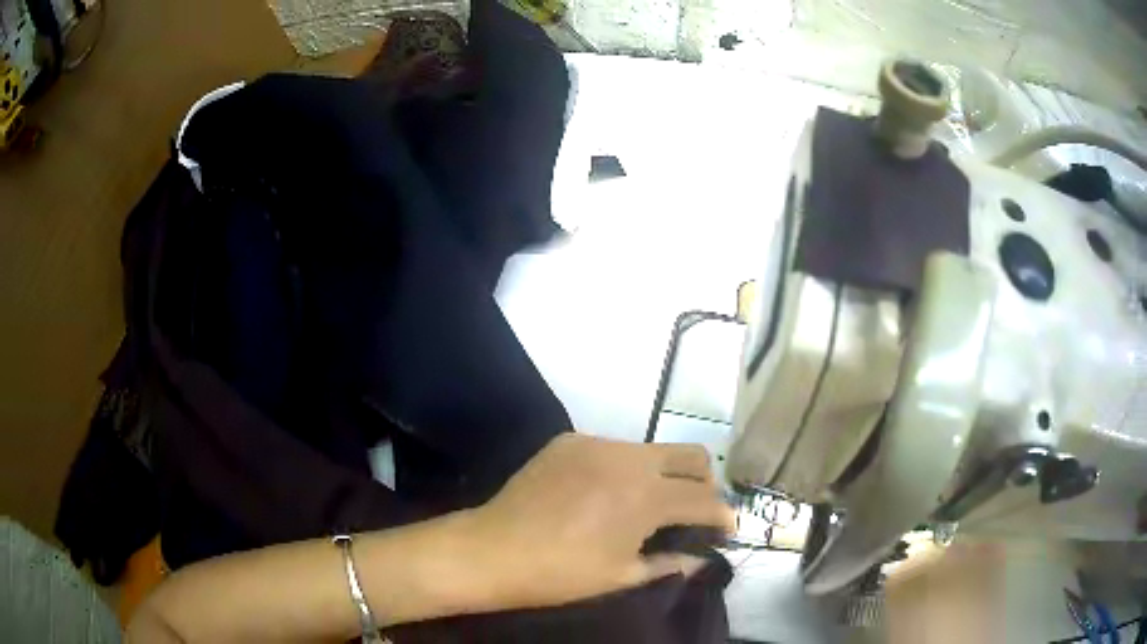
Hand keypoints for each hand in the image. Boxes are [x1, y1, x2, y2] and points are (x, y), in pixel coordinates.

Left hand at [462, 434, 734, 610]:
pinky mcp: (570, 440)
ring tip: (646, 505)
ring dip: (663, 475)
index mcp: (647, 496)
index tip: (725, 529)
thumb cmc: (561, 574)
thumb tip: (704, 559)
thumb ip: (672, 563)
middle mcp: (629, 458)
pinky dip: (624, 469)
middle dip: (703, 482)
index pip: (705, 498)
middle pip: (692, 454)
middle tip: (692, 511)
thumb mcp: (622, 576)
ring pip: (652, 449)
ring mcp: (597, 443)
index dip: (723, 516)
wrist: (492, 550)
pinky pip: (613, 449)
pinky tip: (604, 494)